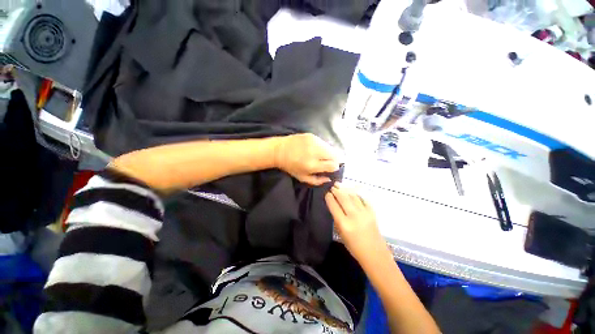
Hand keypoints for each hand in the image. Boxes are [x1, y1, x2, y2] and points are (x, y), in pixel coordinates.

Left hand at [275, 133, 340, 185]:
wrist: (279, 150)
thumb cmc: (290, 166)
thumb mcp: (302, 178)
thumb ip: (317, 181)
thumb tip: (329, 178)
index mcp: (312, 165)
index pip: (333, 165)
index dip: (334, 167)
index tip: (330, 168)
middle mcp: (315, 152)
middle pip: (335, 155)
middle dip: (333, 159)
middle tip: (327, 162)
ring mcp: (314, 142)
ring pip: (330, 147)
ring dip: (328, 153)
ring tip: (320, 155)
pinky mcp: (311, 135)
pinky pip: (323, 142)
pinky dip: (322, 147)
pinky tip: (314, 149)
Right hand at [325, 183, 386, 263]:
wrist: (375, 254)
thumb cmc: (354, 247)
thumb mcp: (341, 234)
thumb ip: (337, 219)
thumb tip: (334, 206)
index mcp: (344, 224)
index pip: (334, 206)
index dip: (329, 198)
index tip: (327, 193)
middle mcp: (354, 216)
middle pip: (343, 198)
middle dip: (337, 191)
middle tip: (333, 186)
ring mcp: (364, 213)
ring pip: (353, 196)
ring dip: (345, 190)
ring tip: (340, 186)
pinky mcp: (372, 212)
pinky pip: (363, 199)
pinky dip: (356, 195)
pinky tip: (352, 192)